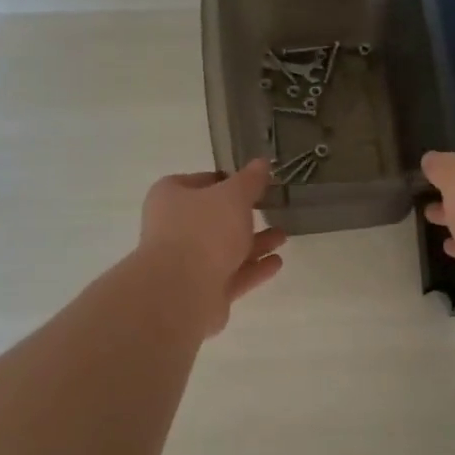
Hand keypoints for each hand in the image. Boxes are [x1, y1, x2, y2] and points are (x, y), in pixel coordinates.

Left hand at [140, 160, 286, 335]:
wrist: (181, 291)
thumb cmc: (204, 230)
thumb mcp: (233, 196)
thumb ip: (250, 180)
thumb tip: (262, 162)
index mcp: (171, 197)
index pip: (202, 182)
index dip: (228, 181)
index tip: (253, 183)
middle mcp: (174, 228)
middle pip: (214, 218)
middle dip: (244, 216)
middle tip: (271, 210)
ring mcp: (186, 263)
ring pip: (225, 249)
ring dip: (254, 243)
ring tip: (283, 237)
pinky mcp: (201, 291)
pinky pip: (232, 275)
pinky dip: (253, 268)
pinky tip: (276, 262)